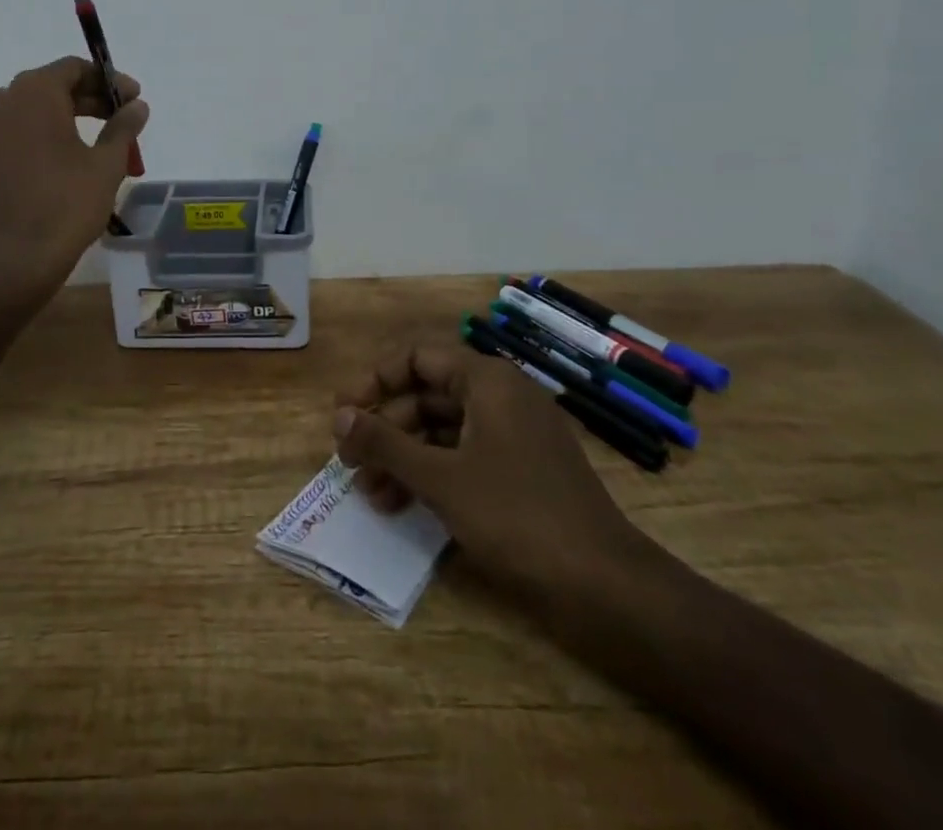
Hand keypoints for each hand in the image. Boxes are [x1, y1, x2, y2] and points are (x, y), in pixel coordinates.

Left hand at [0, 57, 148, 299]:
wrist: (13, 262)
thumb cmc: (67, 205)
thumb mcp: (106, 164)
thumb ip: (123, 127)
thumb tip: (137, 106)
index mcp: (34, 93)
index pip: (74, 68)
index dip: (108, 81)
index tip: (132, 99)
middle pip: (49, 88)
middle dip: (87, 101)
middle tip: (118, 121)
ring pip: (26, 113)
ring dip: (60, 120)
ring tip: (90, 144)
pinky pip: (7, 138)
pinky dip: (33, 141)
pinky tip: (55, 166)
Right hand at [333, 342, 648, 605]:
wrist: (603, 585)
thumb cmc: (516, 515)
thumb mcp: (440, 478)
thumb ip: (385, 442)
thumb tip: (338, 416)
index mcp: (486, 380)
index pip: (417, 357)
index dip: (374, 380)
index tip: (343, 412)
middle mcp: (501, 396)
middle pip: (427, 395)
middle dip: (384, 427)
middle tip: (349, 461)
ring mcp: (514, 435)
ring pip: (443, 431)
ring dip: (403, 457)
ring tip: (368, 493)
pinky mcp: (522, 471)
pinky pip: (464, 457)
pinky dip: (431, 475)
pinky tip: (402, 506)